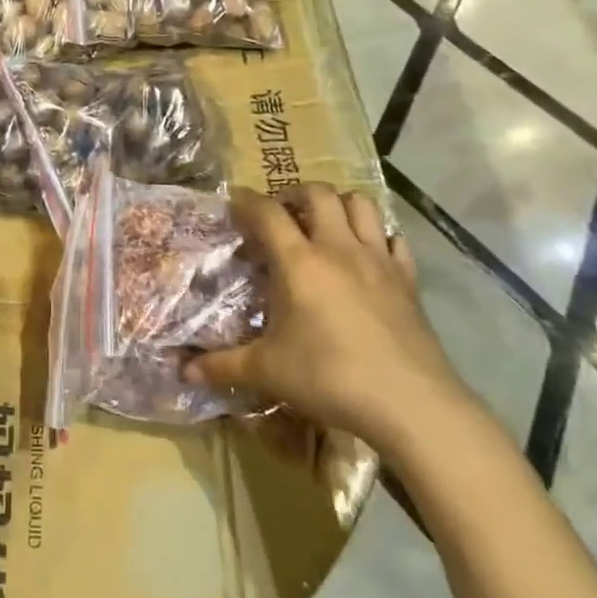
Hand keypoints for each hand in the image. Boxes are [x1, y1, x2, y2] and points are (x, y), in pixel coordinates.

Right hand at [185, 183, 468, 449]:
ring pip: (361, 204)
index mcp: (298, 262)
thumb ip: (223, 366)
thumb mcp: (268, 372)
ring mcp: (378, 260)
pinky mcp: (408, 279)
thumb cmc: (330, 378)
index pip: (267, 212)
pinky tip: (368, 254)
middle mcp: (338, 248)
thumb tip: (185, 371)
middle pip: (318, 194)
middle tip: (282, 214)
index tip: (234, 204)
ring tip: (324, 224)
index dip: (247, 201)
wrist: (411, 404)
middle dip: (295, 194)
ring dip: (339, 205)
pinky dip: (378, 235)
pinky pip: (395, 239)